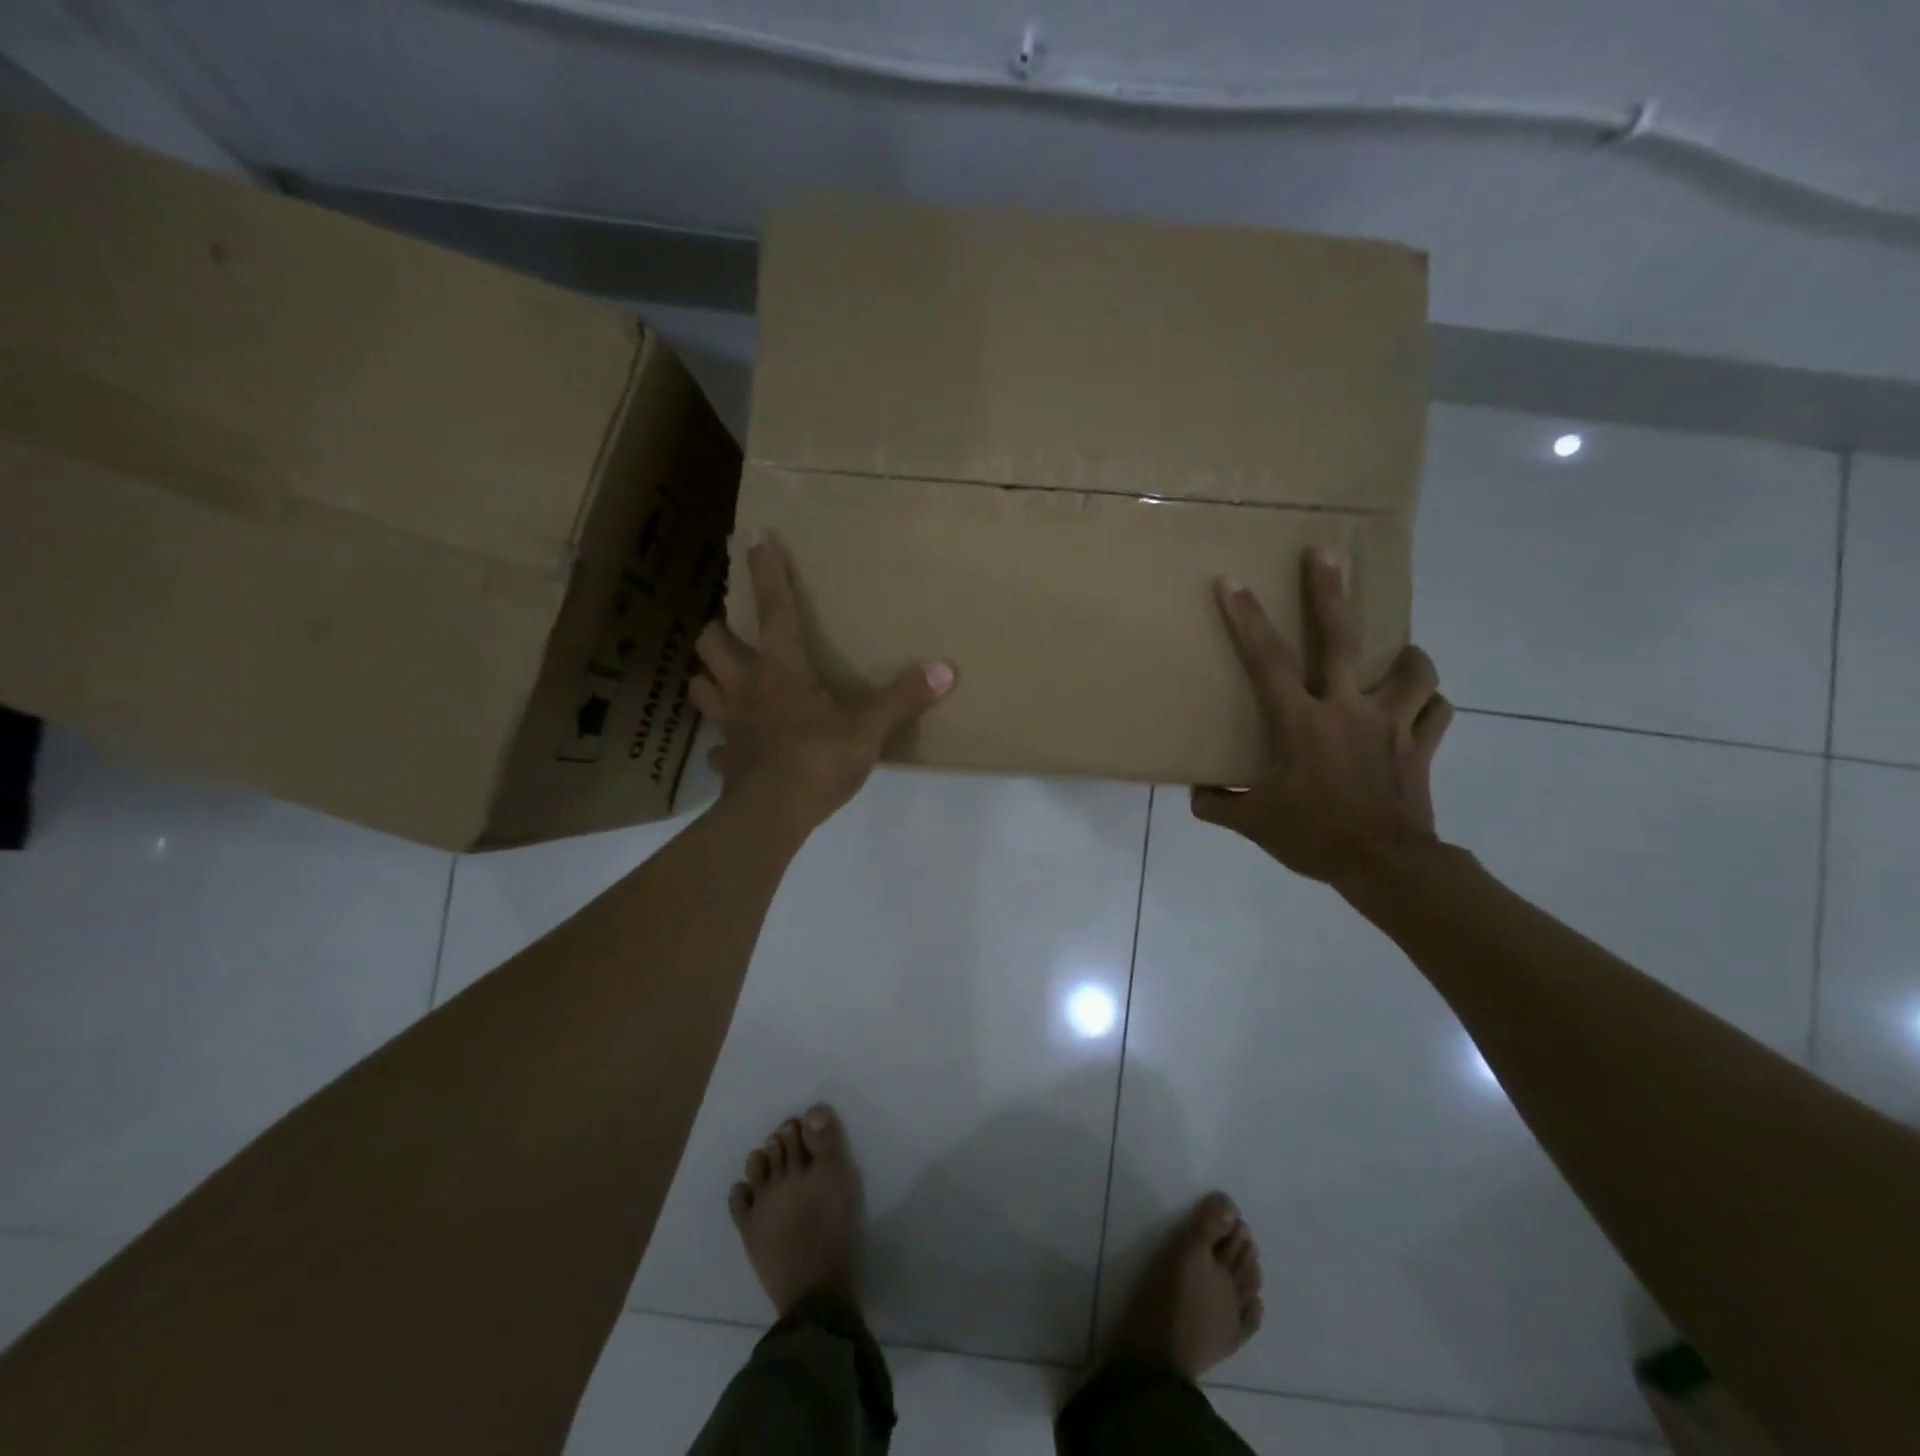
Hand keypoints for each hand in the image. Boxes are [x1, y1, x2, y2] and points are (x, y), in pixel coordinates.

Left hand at [691, 532, 955, 834]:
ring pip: (701, 687)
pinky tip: (734, 748)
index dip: (767, 572)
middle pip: (713, 643)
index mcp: (781, 669)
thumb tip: (945, 669)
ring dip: (708, 678)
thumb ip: (903, 697)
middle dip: (719, 630)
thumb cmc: (818, 759)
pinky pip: (716, 745)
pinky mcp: (727, 760)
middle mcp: (747, 688)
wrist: (773, 814)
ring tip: (722, 679)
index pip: (774, 609)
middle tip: (732, 632)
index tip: (756, 537)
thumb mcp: (868, 728)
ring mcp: (731, 724)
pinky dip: (722, 742)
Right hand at [1192, 547, 1453, 888]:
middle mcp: (1347, 709)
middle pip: (1342, 637)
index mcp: (1301, 722)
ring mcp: (1391, 724)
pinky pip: (1436, 711)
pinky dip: (1429, 704)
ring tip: (1396, 655)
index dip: (1247, 619)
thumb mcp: (1254, 824)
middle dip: (1330, 591)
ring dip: (1406, 656)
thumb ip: (1219, 804)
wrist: (1385, 866)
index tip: (1232, 582)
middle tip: (1327, 554)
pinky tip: (1419, 706)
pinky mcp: (1421, 745)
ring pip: (1413, 669)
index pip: (1267, 661)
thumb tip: (1198, 792)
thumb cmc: (1314, 837)